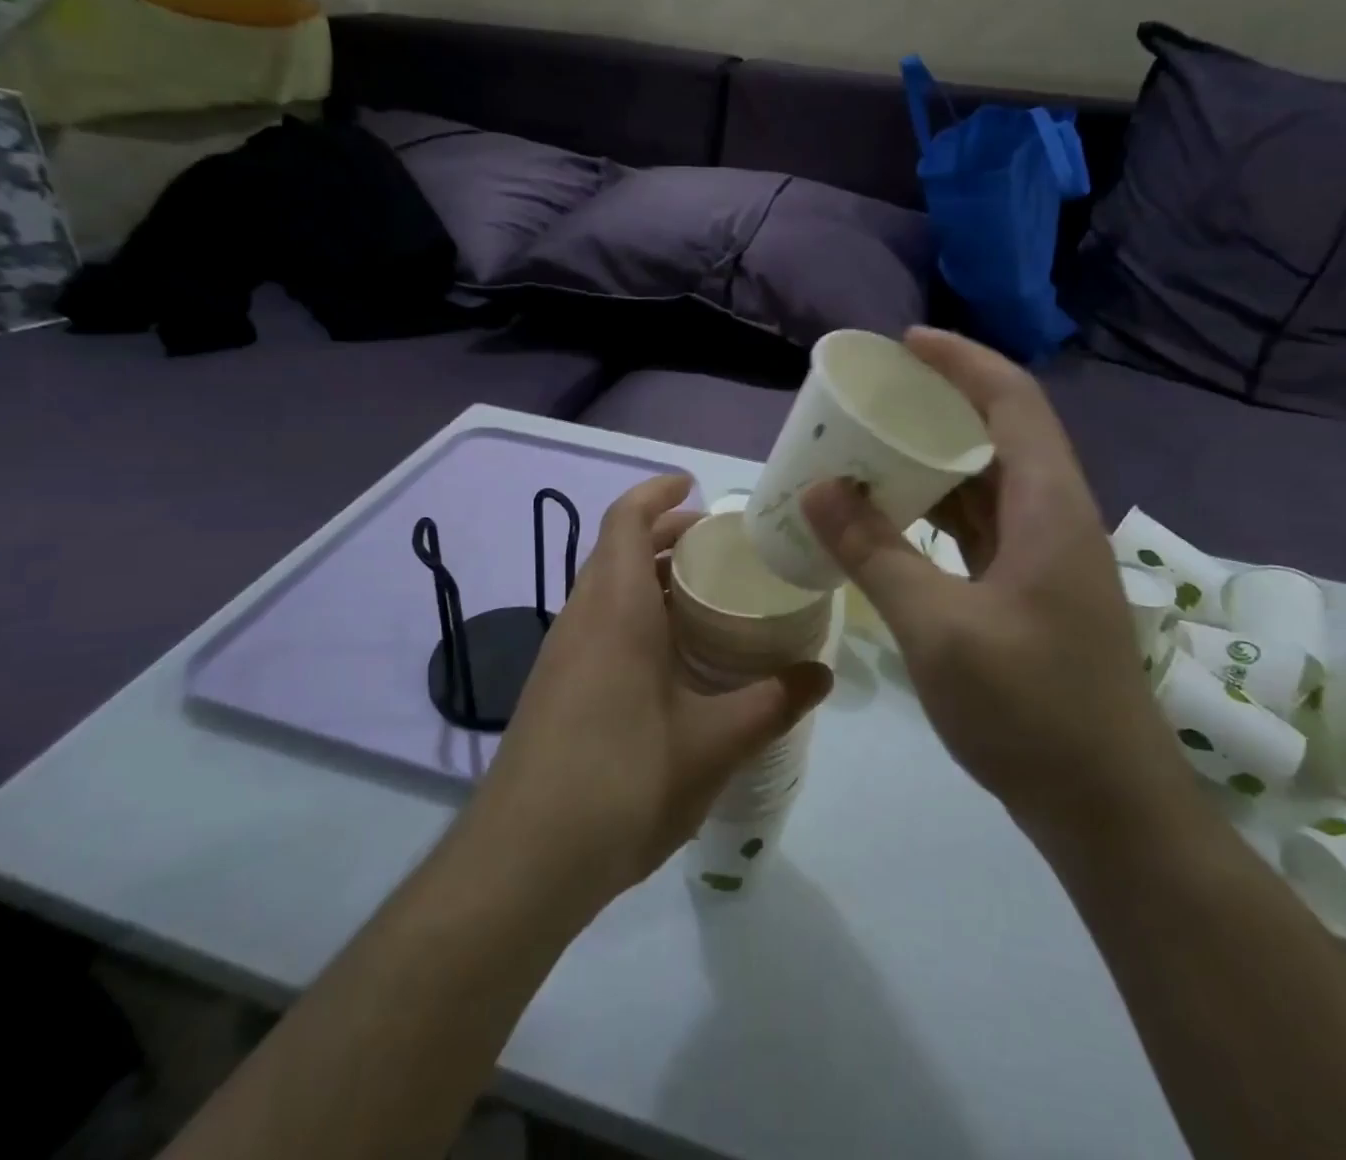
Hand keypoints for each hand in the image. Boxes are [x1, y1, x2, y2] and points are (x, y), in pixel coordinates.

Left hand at [466, 474, 831, 909]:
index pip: (625, 520)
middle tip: (718, 545)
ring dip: (648, 577)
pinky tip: (672, 659)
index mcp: (615, 609)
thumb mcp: (712, 743)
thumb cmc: (622, 781)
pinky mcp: (555, 689)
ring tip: (705, 596)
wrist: (523, 861)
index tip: (693, 485)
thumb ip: (771, 703)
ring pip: (604, 589)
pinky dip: (634, 615)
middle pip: (616, 549)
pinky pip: (598, 625)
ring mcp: (562, 654)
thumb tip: (821, 675)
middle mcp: (582, 618)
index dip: (657, 493)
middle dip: (663, 535)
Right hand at [800, 329, 1186, 830]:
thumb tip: (819, 490)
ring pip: (987, 484)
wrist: (1106, 808)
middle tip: (872, 399)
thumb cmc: (1031, 710)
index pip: (1011, 401)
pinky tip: (892, 520)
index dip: (961, 361)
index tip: (903, 344)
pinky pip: (979, 529)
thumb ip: (876, 553)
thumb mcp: (939, 628)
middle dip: (938, 405)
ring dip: (933, 462)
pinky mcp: (1029, 593)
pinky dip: (936, 512)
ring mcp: (1044, 558)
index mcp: (1049, 507)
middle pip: (998, 434)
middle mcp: (1053, 518)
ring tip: (870, 450)